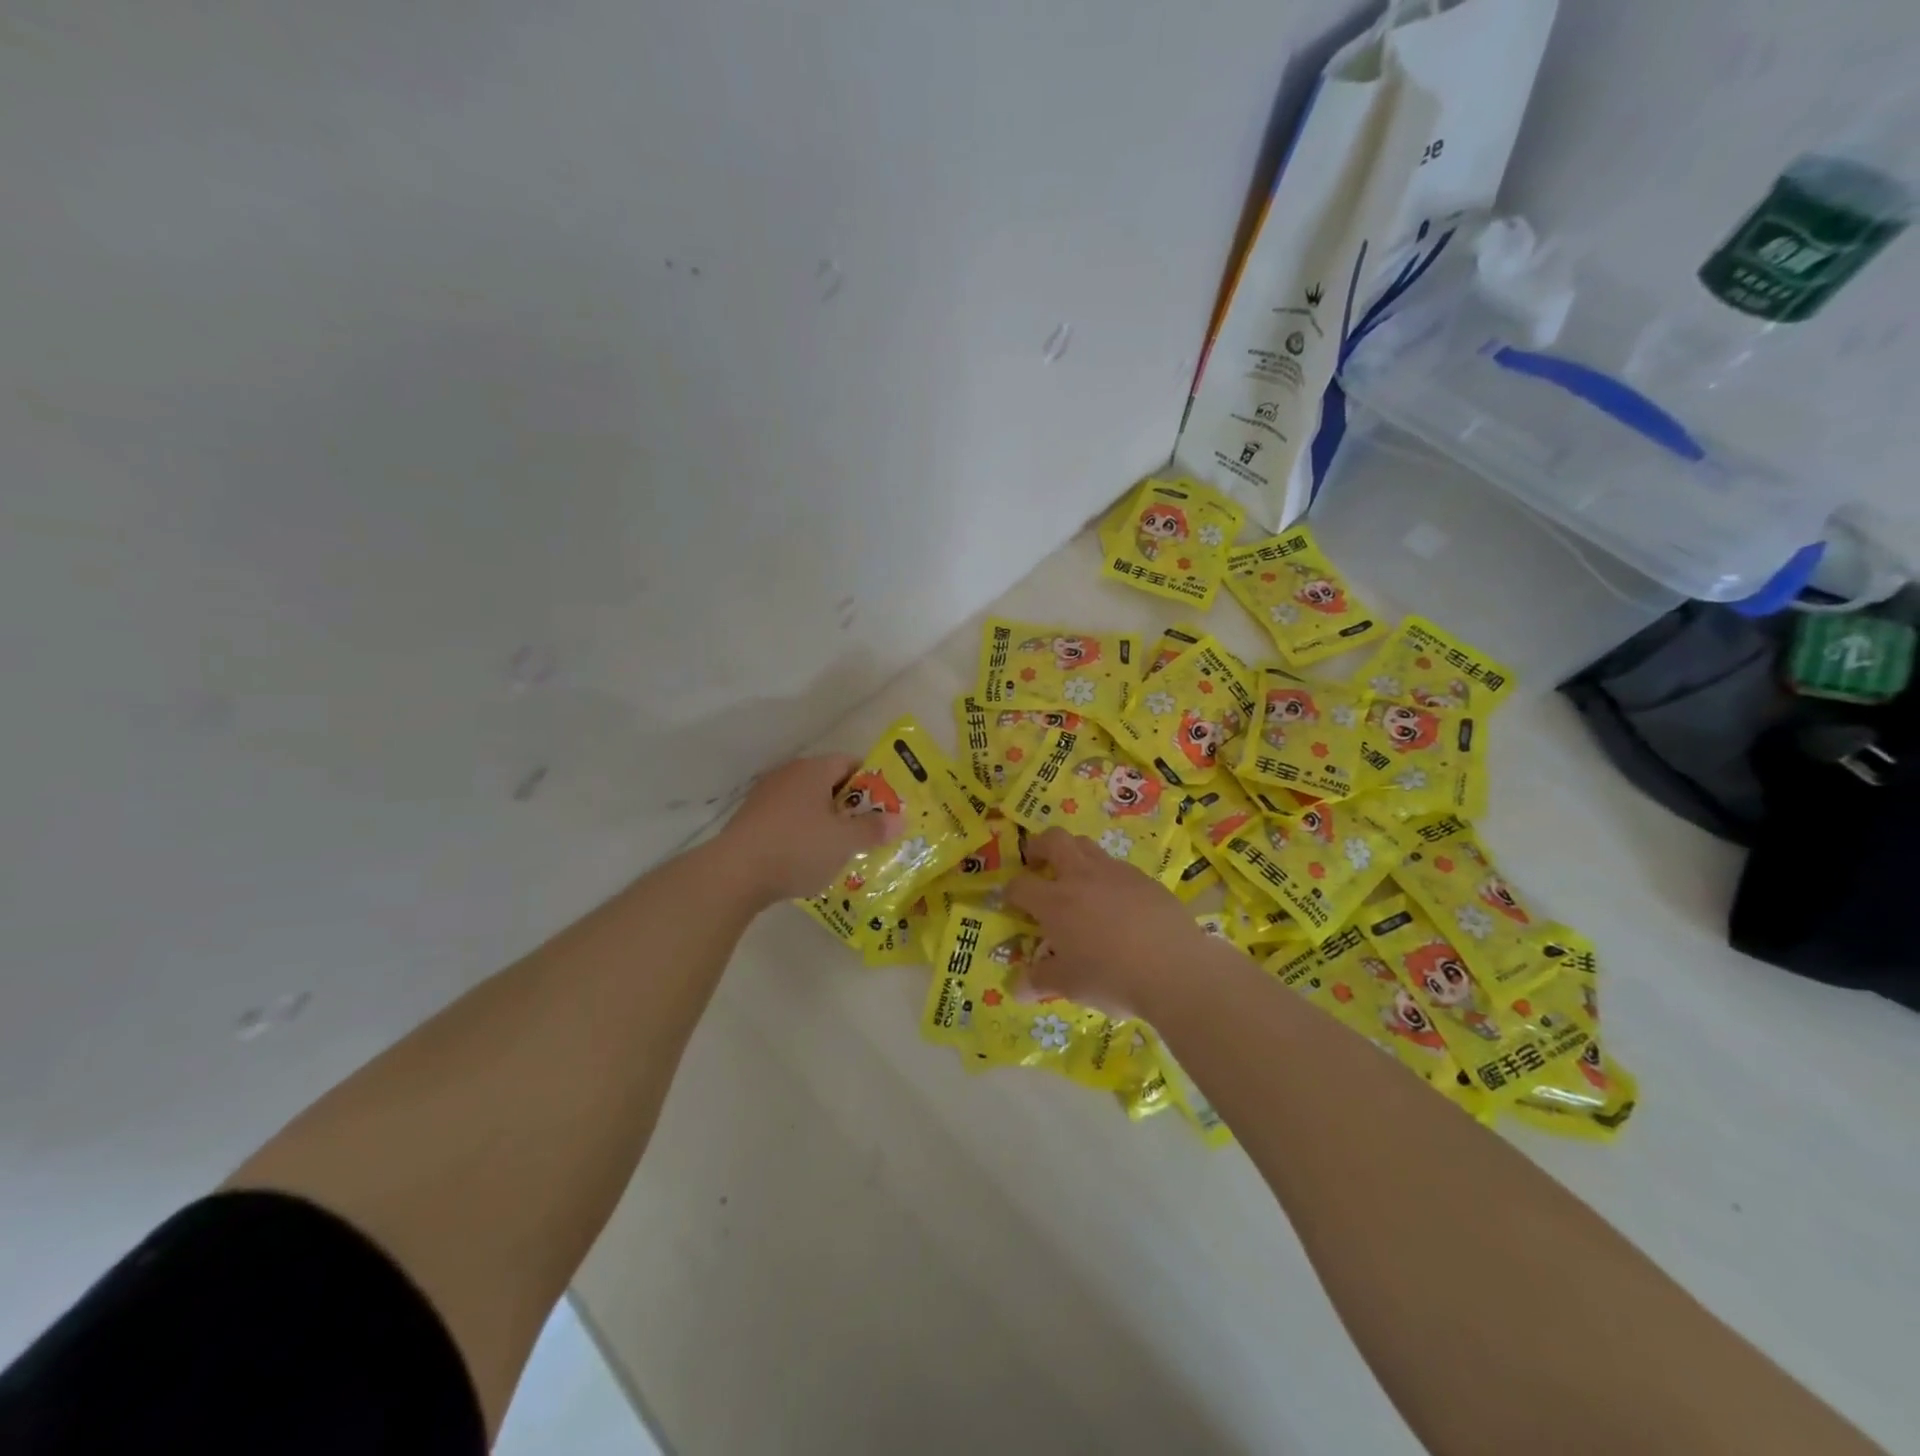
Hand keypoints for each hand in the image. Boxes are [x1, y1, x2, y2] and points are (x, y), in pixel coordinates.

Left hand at [714, 755, 902, 905]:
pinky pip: (788, 819)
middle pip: (829, 782)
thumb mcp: (844, 842)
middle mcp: (789, 774)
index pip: (851, 762)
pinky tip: (807, 858)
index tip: (885, 807)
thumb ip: (873, 829)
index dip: (872, 782)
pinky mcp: (751, 819)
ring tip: (840, 848)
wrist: (734, 873)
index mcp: (814, 770)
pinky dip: (802, 832)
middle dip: (850, 805)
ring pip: (807, 802)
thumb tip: (899, 819)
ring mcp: (766, 796)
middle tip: (867, 830)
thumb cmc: (797, 848)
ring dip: (825, 821)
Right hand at [1006, 827, 1236, 1017]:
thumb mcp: (1070, 985)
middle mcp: (1081, 877)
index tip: (1012, 901)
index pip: (1020, 885)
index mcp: (1054, 902)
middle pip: (1054, 840)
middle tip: (1037, 862)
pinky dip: (1106, 875)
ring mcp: (1115, 873)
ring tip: (1076, 878)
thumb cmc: (1112, 977)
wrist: (1174, 968)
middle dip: (1039, 846)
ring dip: (1073, 854)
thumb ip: (1040, 980)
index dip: (1011, 892)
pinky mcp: (1144, 878)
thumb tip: (1017, 987)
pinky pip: (1117, 866)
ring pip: (1086, 845)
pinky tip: (1115, 900)